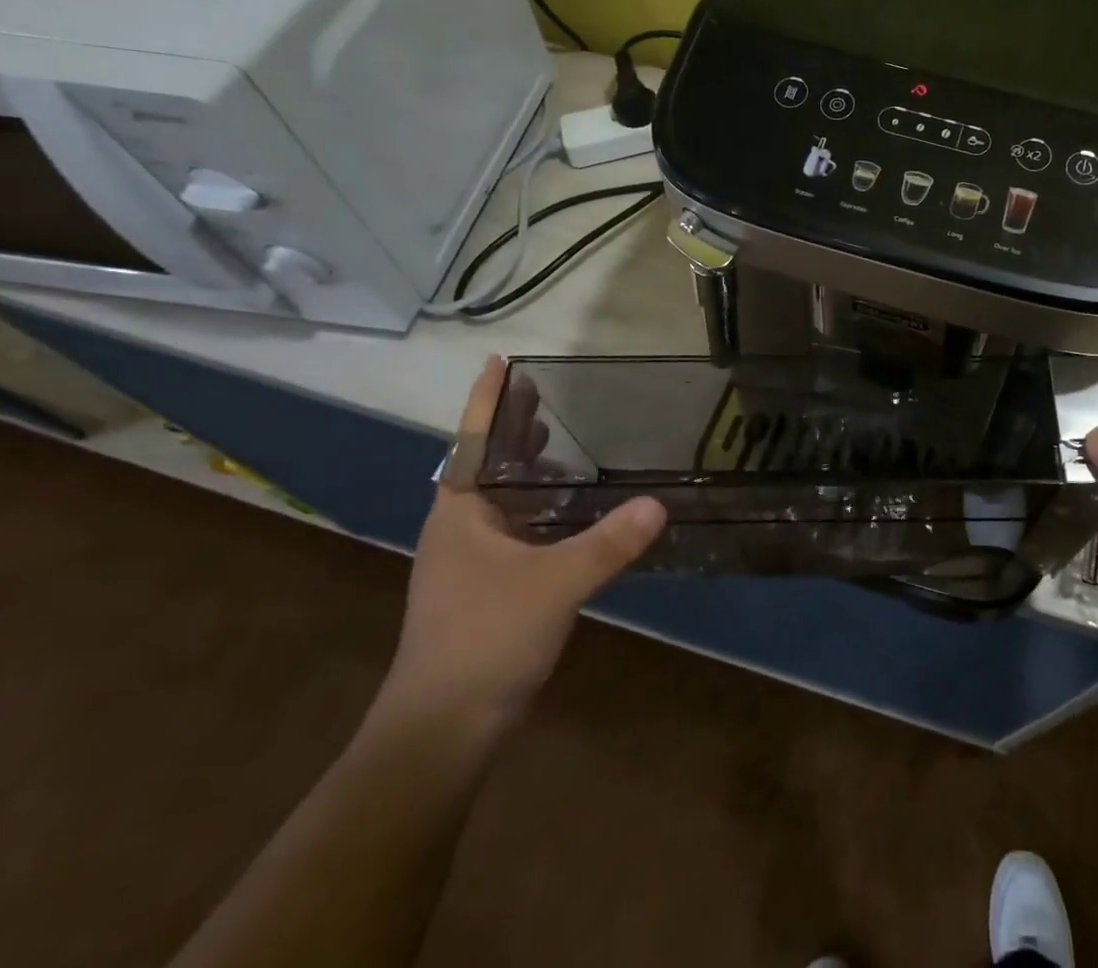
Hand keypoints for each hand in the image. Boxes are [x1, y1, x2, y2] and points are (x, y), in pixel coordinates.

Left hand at [381, 358, 665, 730]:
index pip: (474, 442)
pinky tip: (572, 509)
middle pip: (488, 464)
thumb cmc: (484, 642)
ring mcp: (471, 562)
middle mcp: (461, 530)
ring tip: (562, 439)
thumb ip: (607, 543)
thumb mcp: (554, 586)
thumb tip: (657, 504)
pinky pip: (517, 527)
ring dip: (528, 467)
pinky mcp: (488, 588)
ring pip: (503, 498)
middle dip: (514, 427)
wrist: (440, 734)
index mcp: (461, 515)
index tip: (501, 362)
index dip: (489, 401)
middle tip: (546, 391)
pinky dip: (541, 506)